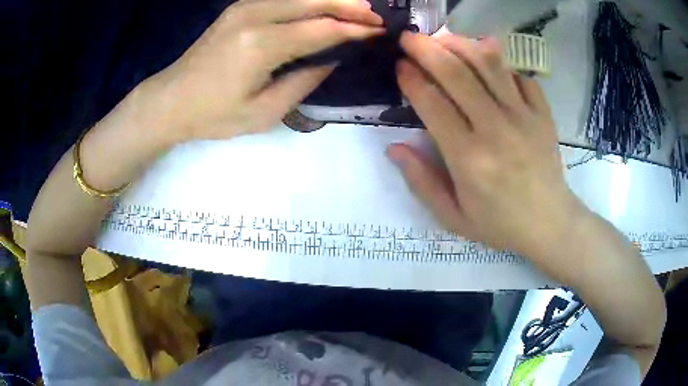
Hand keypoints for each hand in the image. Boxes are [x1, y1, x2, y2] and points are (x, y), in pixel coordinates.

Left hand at [145, 0, 383, 142]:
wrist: (170, 100)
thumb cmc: (212, 114)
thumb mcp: (262, 112)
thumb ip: (302, 82)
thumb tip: (331, 60)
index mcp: (261, 45)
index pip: (322, 29)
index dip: (354, 29)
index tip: (379, 31)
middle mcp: (254, 16)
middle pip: (314, 1)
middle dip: (350, 6)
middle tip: (377, 15)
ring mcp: (244, 7)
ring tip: (359, 8)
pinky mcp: (239, 8)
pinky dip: (309, 0)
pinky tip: (323, 6)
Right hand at [388, 32, 586, 261]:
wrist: (550, 224)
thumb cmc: (500, 224)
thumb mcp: (452, 217)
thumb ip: (422, 182)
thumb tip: (394, 148)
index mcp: (468, 157)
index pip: (432, 103)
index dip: (411, 78)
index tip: (399, 65)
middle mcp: (495, 128)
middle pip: (457, 73)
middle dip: (427, 49)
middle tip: (410, 37)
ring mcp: (524, 117)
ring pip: (489, 65)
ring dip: (461, 45)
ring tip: (444, 38)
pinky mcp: (543, 114)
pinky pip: (520, 76)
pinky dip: (502, 65)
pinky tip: (489, 64)